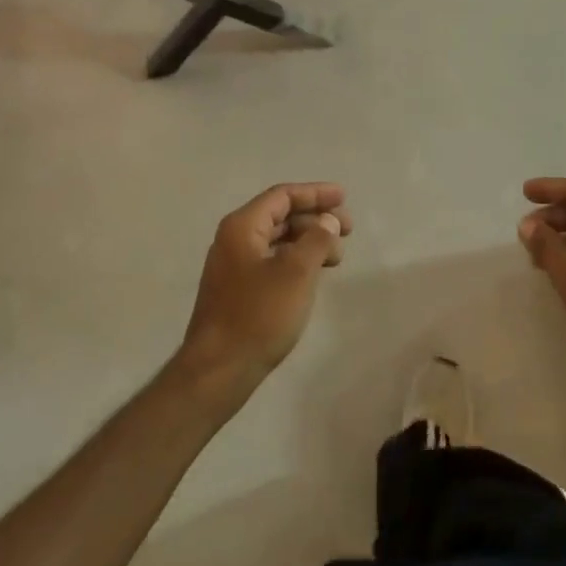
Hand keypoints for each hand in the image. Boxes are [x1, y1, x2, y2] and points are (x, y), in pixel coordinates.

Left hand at [176, 183, 350, 405]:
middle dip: (315, 219)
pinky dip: (296, 260)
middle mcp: (234, 239)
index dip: (315, 193)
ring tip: (337, 257)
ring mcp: (233, 266)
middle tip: (347, 230)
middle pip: (280, 216)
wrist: (218, 371)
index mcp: (242, 227)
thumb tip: (327, 220)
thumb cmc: (259, 315)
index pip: (282, 196)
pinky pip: (272, 261)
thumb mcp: (297, 272)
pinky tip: (314, 274)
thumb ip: (317, 239)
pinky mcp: (237, 291)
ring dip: (308, 241)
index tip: (343, 198)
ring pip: (277, 241)